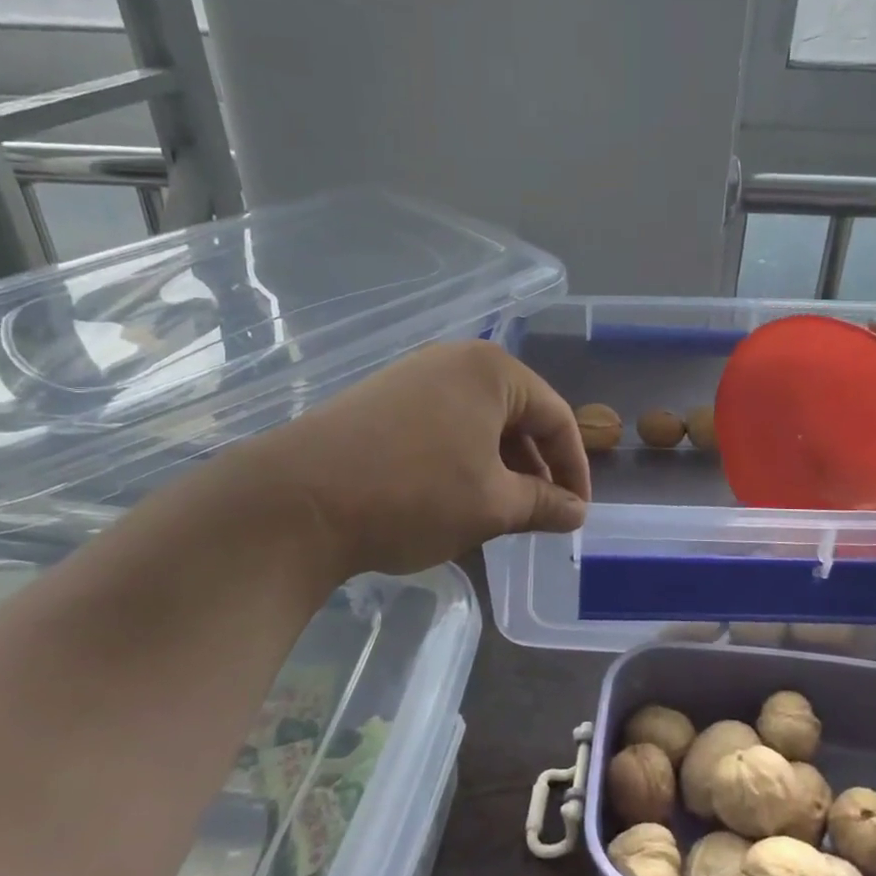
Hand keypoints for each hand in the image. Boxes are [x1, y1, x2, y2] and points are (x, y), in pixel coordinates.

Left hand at [239, 340, 590, 577]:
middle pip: (517, 416)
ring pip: (478, 423)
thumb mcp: (492, 505)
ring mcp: (412, 376)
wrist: (298, 500)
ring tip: (499, 511)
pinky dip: (462, 460)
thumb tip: (577, 512)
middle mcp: (454, 360)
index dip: (574, 468)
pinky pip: (442, 425)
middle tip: (540, 514)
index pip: (556, 416)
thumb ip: (544, 504)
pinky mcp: (381, 399)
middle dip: (534, 468)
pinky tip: (453, 497)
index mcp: (492, 371)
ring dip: (498, 467)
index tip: (577, 512)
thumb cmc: (414, 494)